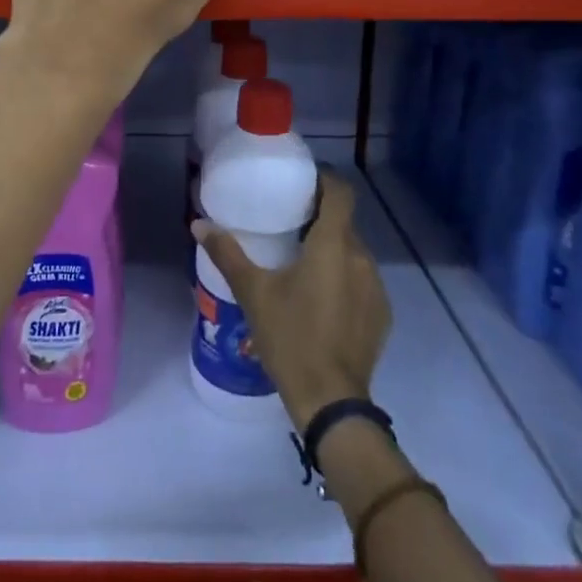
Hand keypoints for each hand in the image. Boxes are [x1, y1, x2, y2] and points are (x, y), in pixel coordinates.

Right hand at [192, 171, 391, 429]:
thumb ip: (227, 254)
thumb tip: (199, 224)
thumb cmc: (290, 337)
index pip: (340, 193)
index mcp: (333, 245)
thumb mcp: (253, 293)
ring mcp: (376, 288)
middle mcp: (361, 258)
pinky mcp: (381, 314)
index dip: (324, 180)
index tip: (301, 182)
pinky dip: (343, 277)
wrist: (330, 401)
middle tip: (289, 221)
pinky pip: (362, 280)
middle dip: (320, 218)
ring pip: (354, 252)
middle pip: (344, 223)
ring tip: (301, 261)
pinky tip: (320, 298)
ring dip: (332, 250)